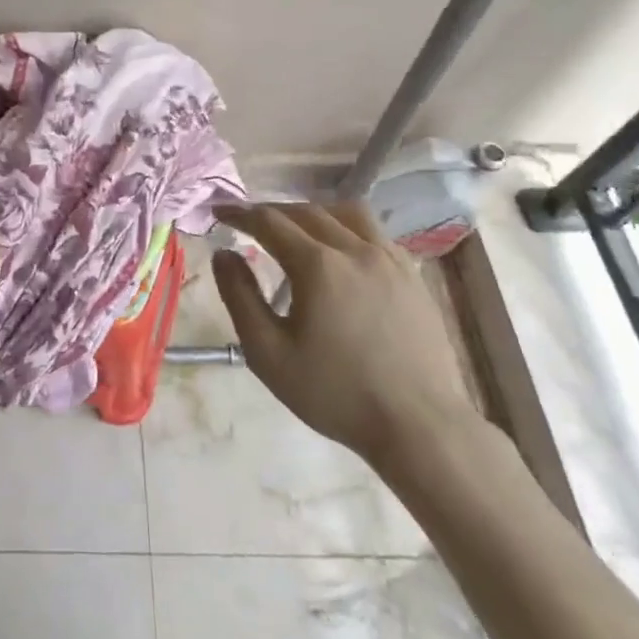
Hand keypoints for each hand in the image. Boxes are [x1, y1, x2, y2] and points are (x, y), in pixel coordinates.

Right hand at [211, 202, 482, 473]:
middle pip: (306, 212)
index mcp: (317, 265)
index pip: (269, 221)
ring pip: (347, 214)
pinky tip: (342, 253)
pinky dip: (348, 230)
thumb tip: (223, 254)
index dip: (240, 214)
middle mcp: (354, 250)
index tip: (219, 213)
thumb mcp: (268, 353)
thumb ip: (239, 297)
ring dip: (314, 213)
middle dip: (272, 211)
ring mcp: (390, 260)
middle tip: (249, 222)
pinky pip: (375, 234)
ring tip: (297, 229)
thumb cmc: (336, 393)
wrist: (420, 427)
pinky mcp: (413, 276)